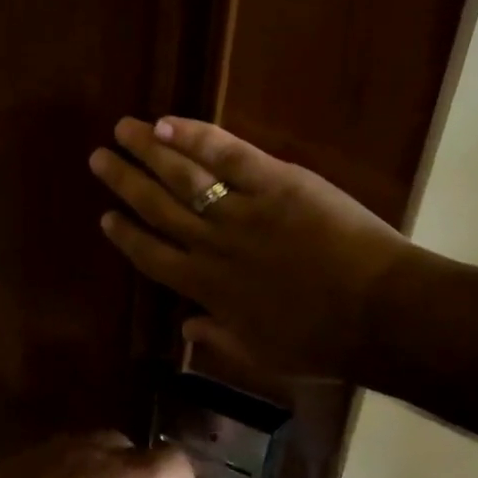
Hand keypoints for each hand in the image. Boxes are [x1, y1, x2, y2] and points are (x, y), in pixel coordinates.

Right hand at [89, 116, 420, 377]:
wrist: (379, 314)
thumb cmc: (323, 342)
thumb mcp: (262, 355)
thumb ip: (219, 339)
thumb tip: (185, 327)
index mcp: (205, 288)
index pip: (151, 256)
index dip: (125, 235)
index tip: (105, 216)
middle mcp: (211, 245)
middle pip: (156, 207)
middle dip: (124, 181)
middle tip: (98, 158)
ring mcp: (241, 211)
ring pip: (182, 176)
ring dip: (148, 150)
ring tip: (123, 129)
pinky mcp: (275, 184)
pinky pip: (228, 155)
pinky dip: (195, 137)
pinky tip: (168, 122)